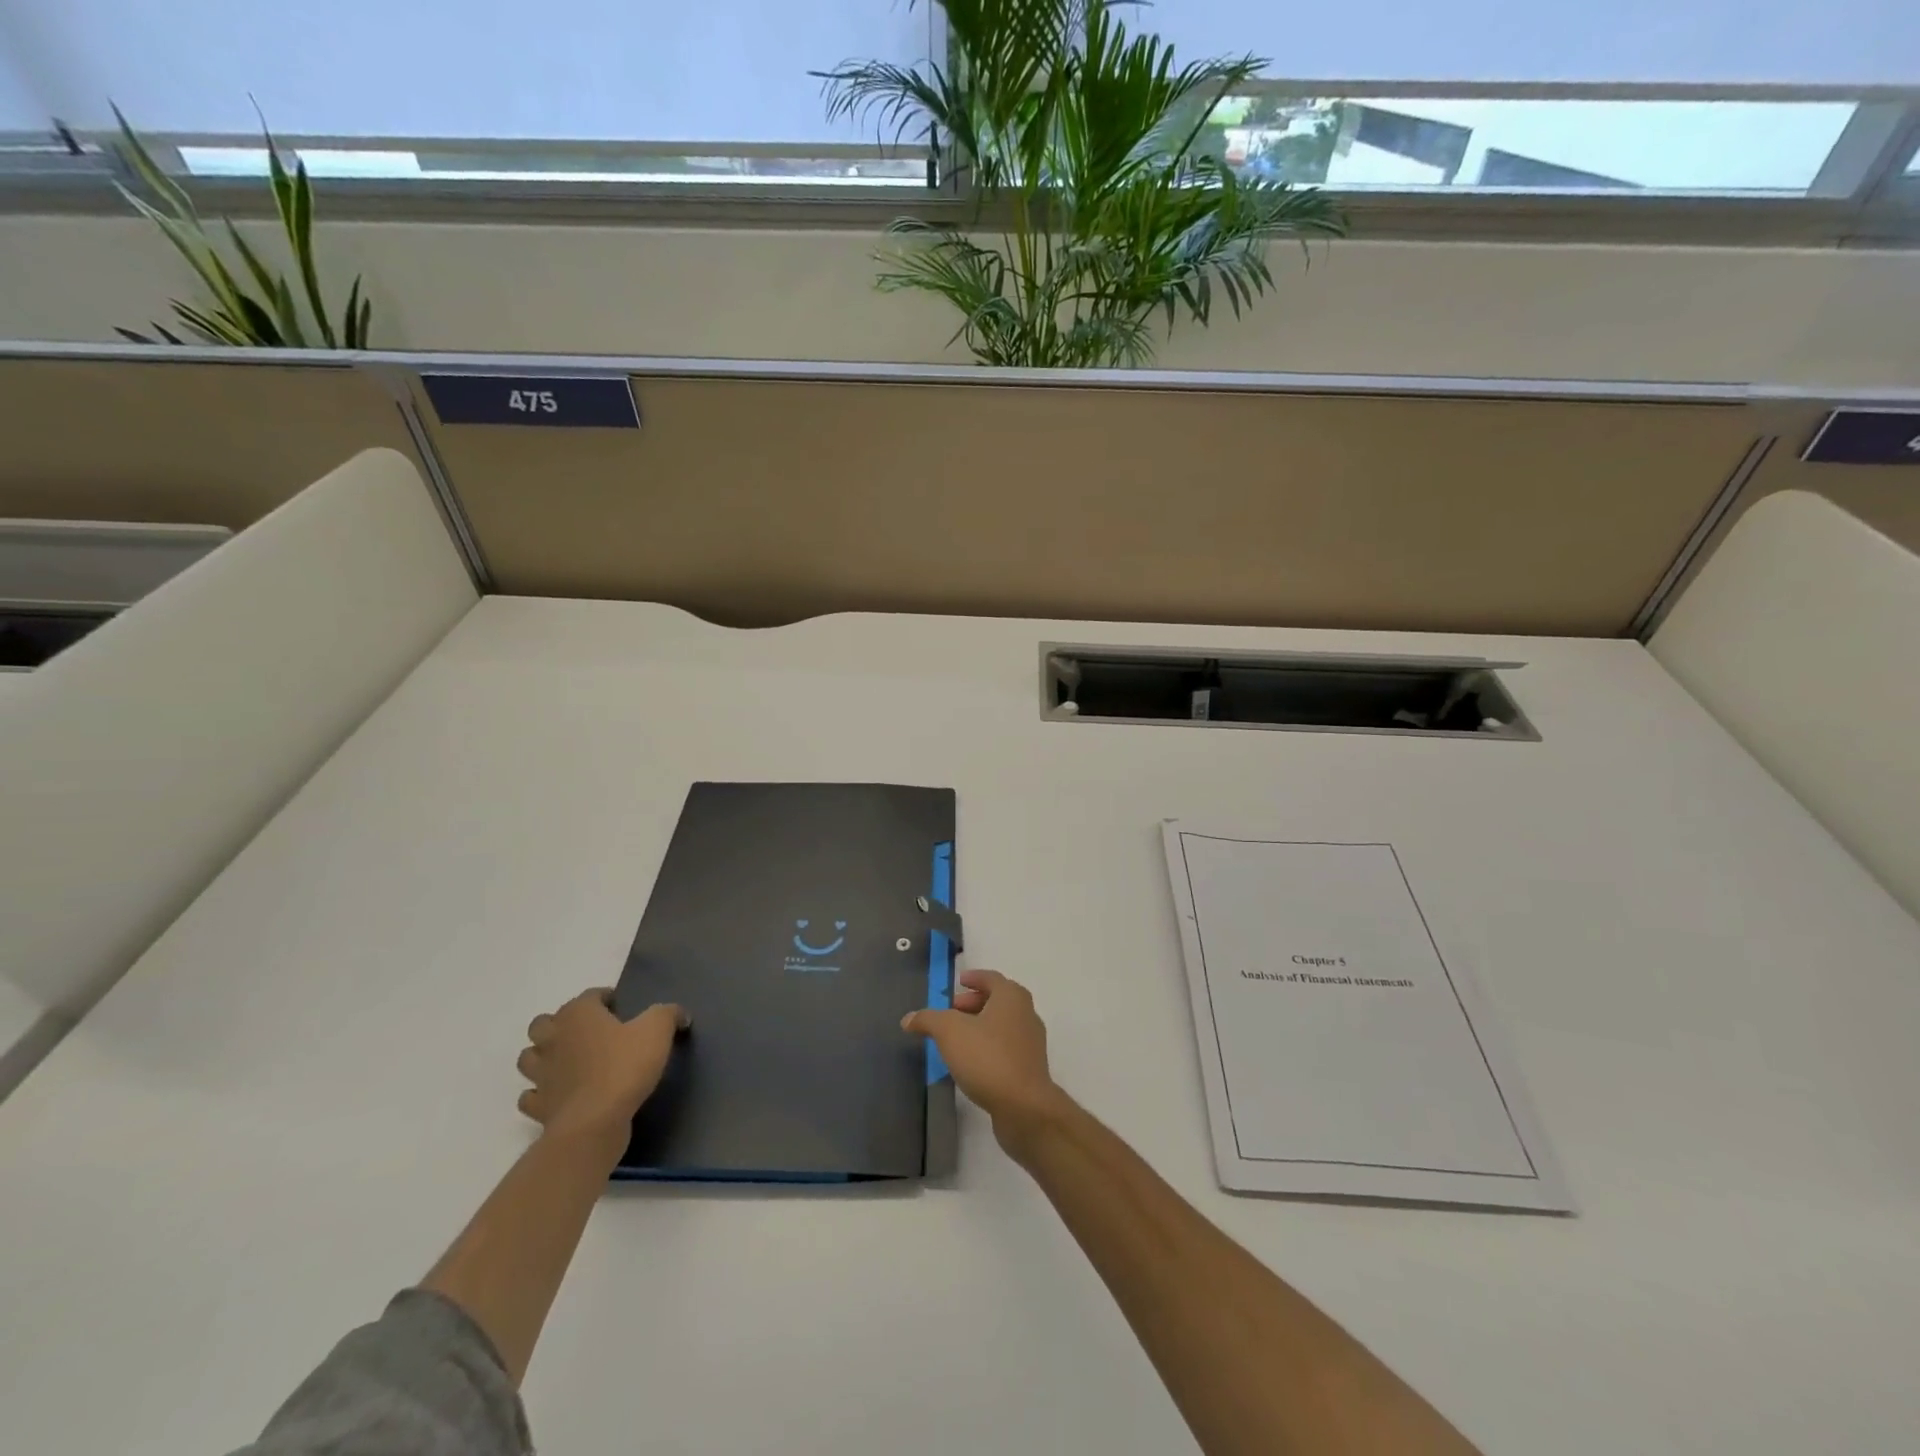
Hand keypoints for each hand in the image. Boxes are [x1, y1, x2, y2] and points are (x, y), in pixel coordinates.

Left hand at [516, 990, 687, 1147]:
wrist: (594, 1122)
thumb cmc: (624, 1066)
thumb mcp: (657, 1030)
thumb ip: (668, 1014)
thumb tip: (679, 1013)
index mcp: (579, 1014)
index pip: (589, 996)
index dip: (604, 997)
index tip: (620, 1006)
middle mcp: (553, 1039)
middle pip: (544, 1023)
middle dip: (561, 1023)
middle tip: (587, 1032)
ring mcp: (540, 1074)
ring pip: (529, 1057)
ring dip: (543, 1056)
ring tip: (567, 1060)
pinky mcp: (538, 1106)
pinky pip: (531, 1096)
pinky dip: (540, 1093)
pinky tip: (559, 1094)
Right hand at [902, 969, 1070, 1153]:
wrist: (1024, 1107)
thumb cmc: (987, 1057)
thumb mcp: (949, 1032)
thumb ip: (928, 1020)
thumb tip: (908, 1018)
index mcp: (1011, 997)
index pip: (991, 978)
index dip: (974, 978)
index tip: (959, 982)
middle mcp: (1026, 1014)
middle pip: (998, 1000)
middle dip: (973, 1003)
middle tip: (952, 1011)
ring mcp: (1031, 1042)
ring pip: (1002, 1025)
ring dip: (980, 1026)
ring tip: (956, 1038)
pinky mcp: (1030, 1068)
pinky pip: (1006, 1047)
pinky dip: (989, 1046)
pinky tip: (971, 1062)